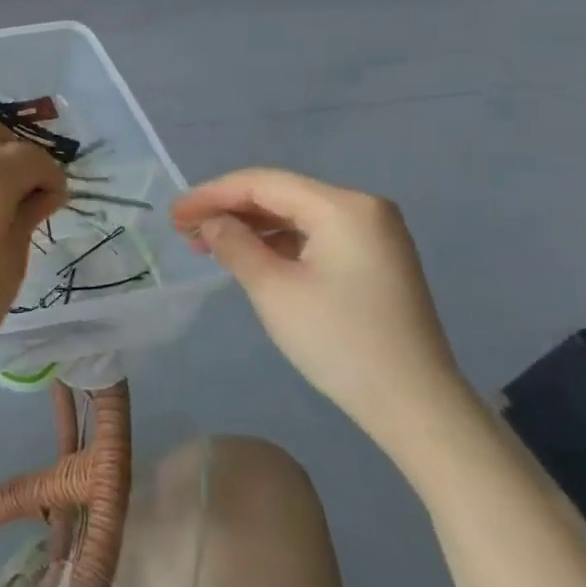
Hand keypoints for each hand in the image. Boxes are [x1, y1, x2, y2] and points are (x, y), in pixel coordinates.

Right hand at [171, 168, 475, 453]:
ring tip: (206, 244)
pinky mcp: (373, 261)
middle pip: (280, 194)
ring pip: (295, 215)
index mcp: (343, 207)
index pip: (262, 183)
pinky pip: (313, 236)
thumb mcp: (272, 288)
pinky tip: (247, 256)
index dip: (211, 194)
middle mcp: (363, 209)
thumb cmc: (338, 339)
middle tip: (183, 230)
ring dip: (248, 226)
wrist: (413, 403)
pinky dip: (275, 242)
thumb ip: (234, 244)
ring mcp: (373, 235)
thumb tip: (210, 222)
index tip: (172, 215)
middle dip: (228, 209)